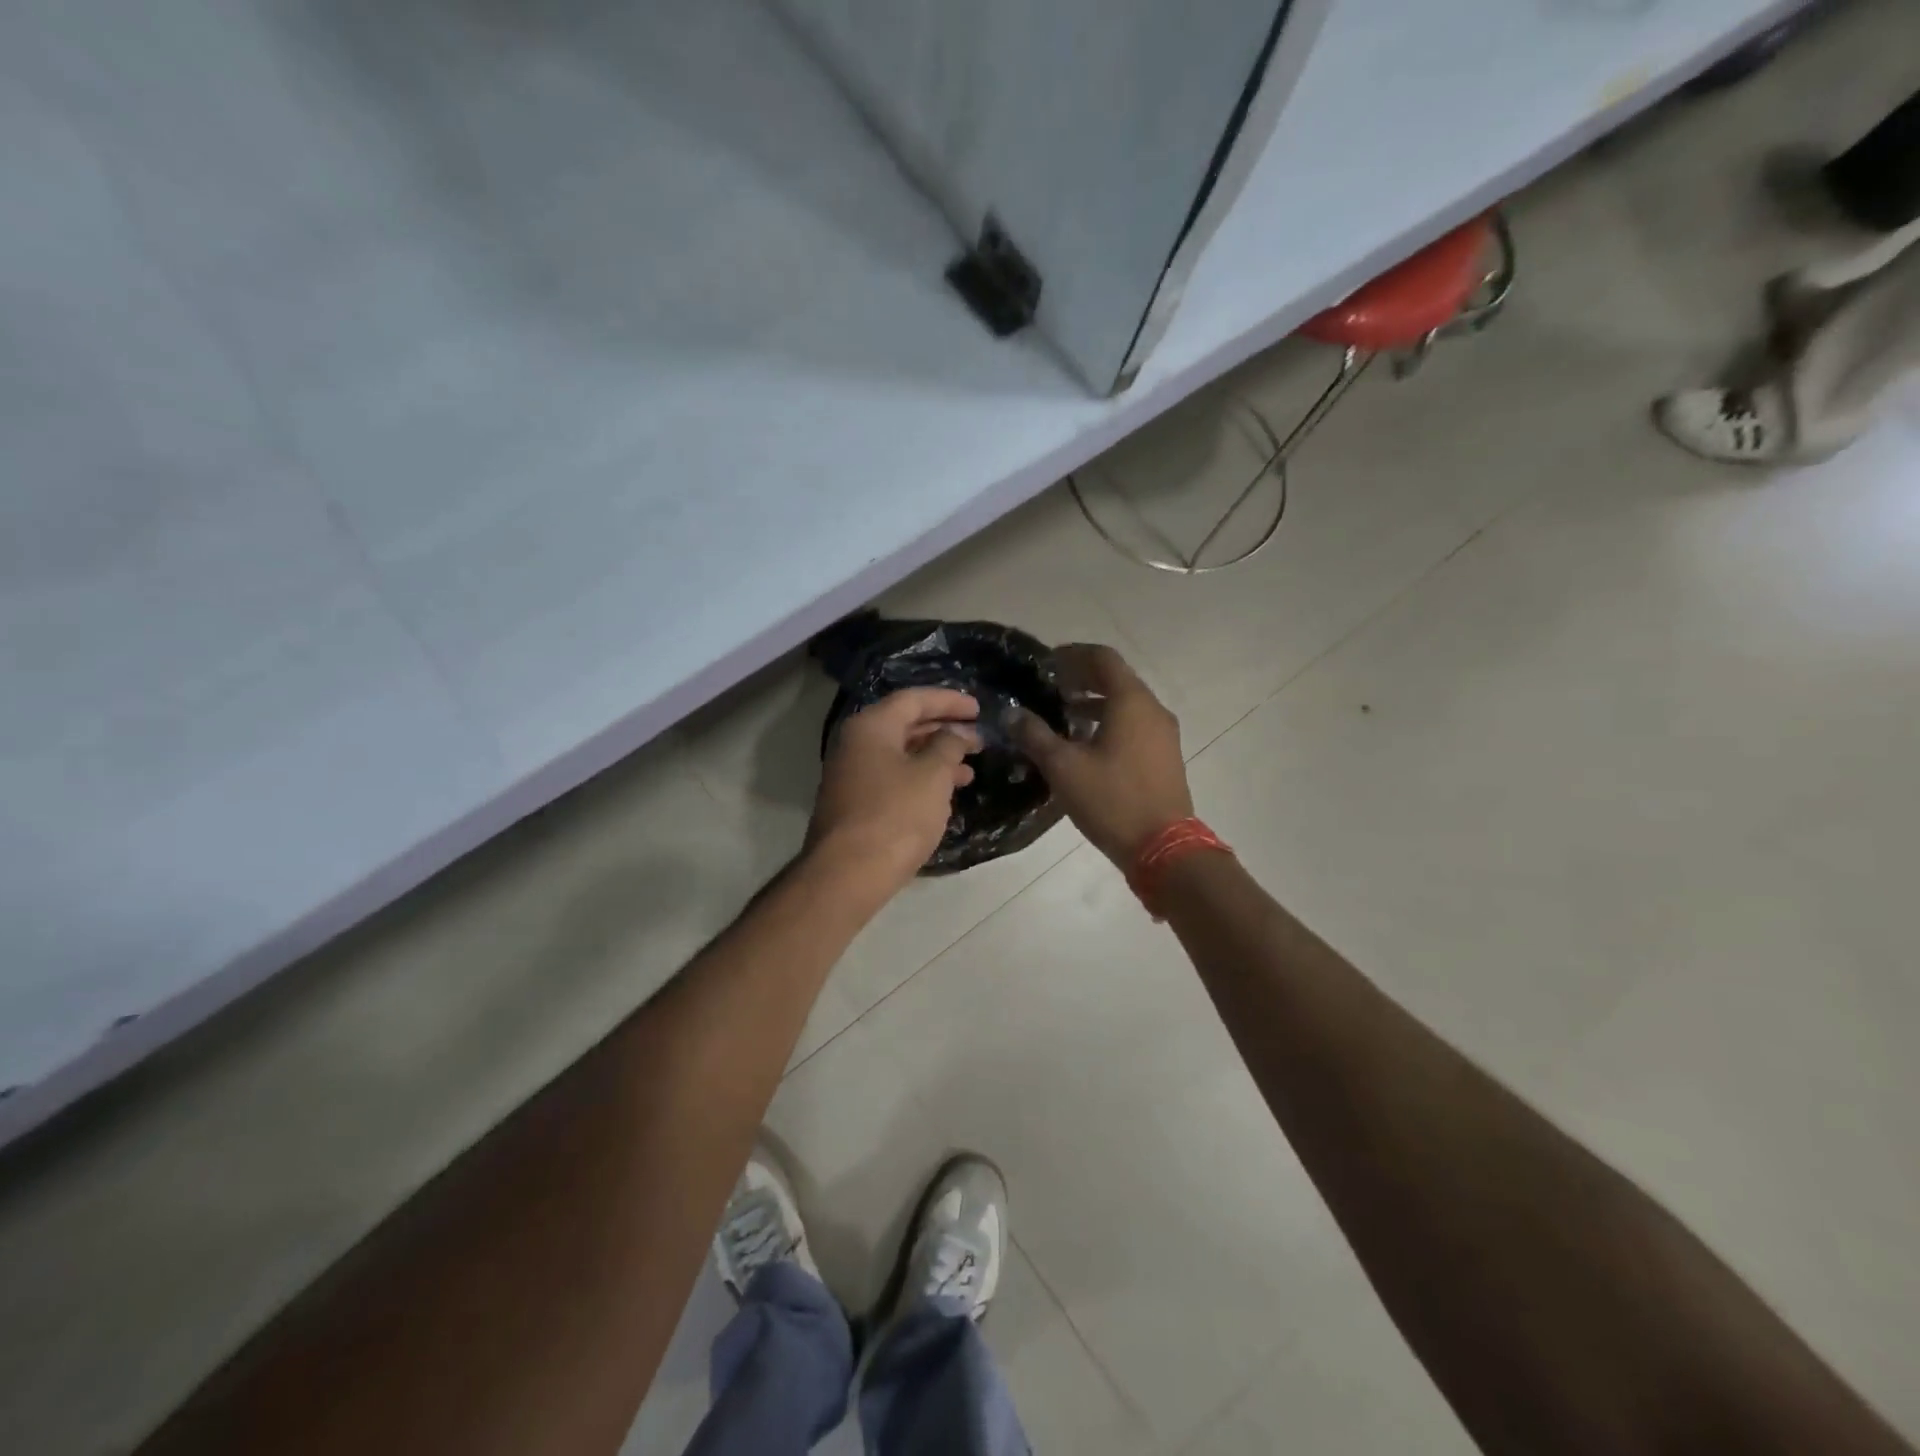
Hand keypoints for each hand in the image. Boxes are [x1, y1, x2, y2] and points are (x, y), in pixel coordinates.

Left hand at [808, 687, 981, 892]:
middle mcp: (856, 743)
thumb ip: (949, 746)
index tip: (979, 709)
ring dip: (936, 758)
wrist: (847, 874)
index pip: (913, 699)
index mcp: (871, 726)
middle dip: (944, 730)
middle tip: (978, 739)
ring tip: (970, 771)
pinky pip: (893, 778)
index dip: (949, 701)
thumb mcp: (932, 776)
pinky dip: (921, 779)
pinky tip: (945, 794)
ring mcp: (852, 775)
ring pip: (901, 754)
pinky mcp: (855, 803)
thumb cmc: (895, 815)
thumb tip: (956, 734)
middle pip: (905, 725)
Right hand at [1016, 644, 1193, 866]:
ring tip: (1063, 713)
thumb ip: (1035, 735)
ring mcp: (1163, 733)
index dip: (1072, 655)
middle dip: (1082, 677)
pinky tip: (1086, 742)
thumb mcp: (1064, 767)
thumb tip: (1012, 714)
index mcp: (1131, 702)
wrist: (1164, 848)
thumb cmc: (1112, 800)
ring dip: (1095, 701)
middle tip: (1050, 686)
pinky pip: (1135, 723)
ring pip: (1126, 702)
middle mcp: (1152, 709)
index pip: (1102, 658)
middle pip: (1116, 678)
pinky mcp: (1165, 755)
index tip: (1046, 663)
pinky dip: (1110, 720)